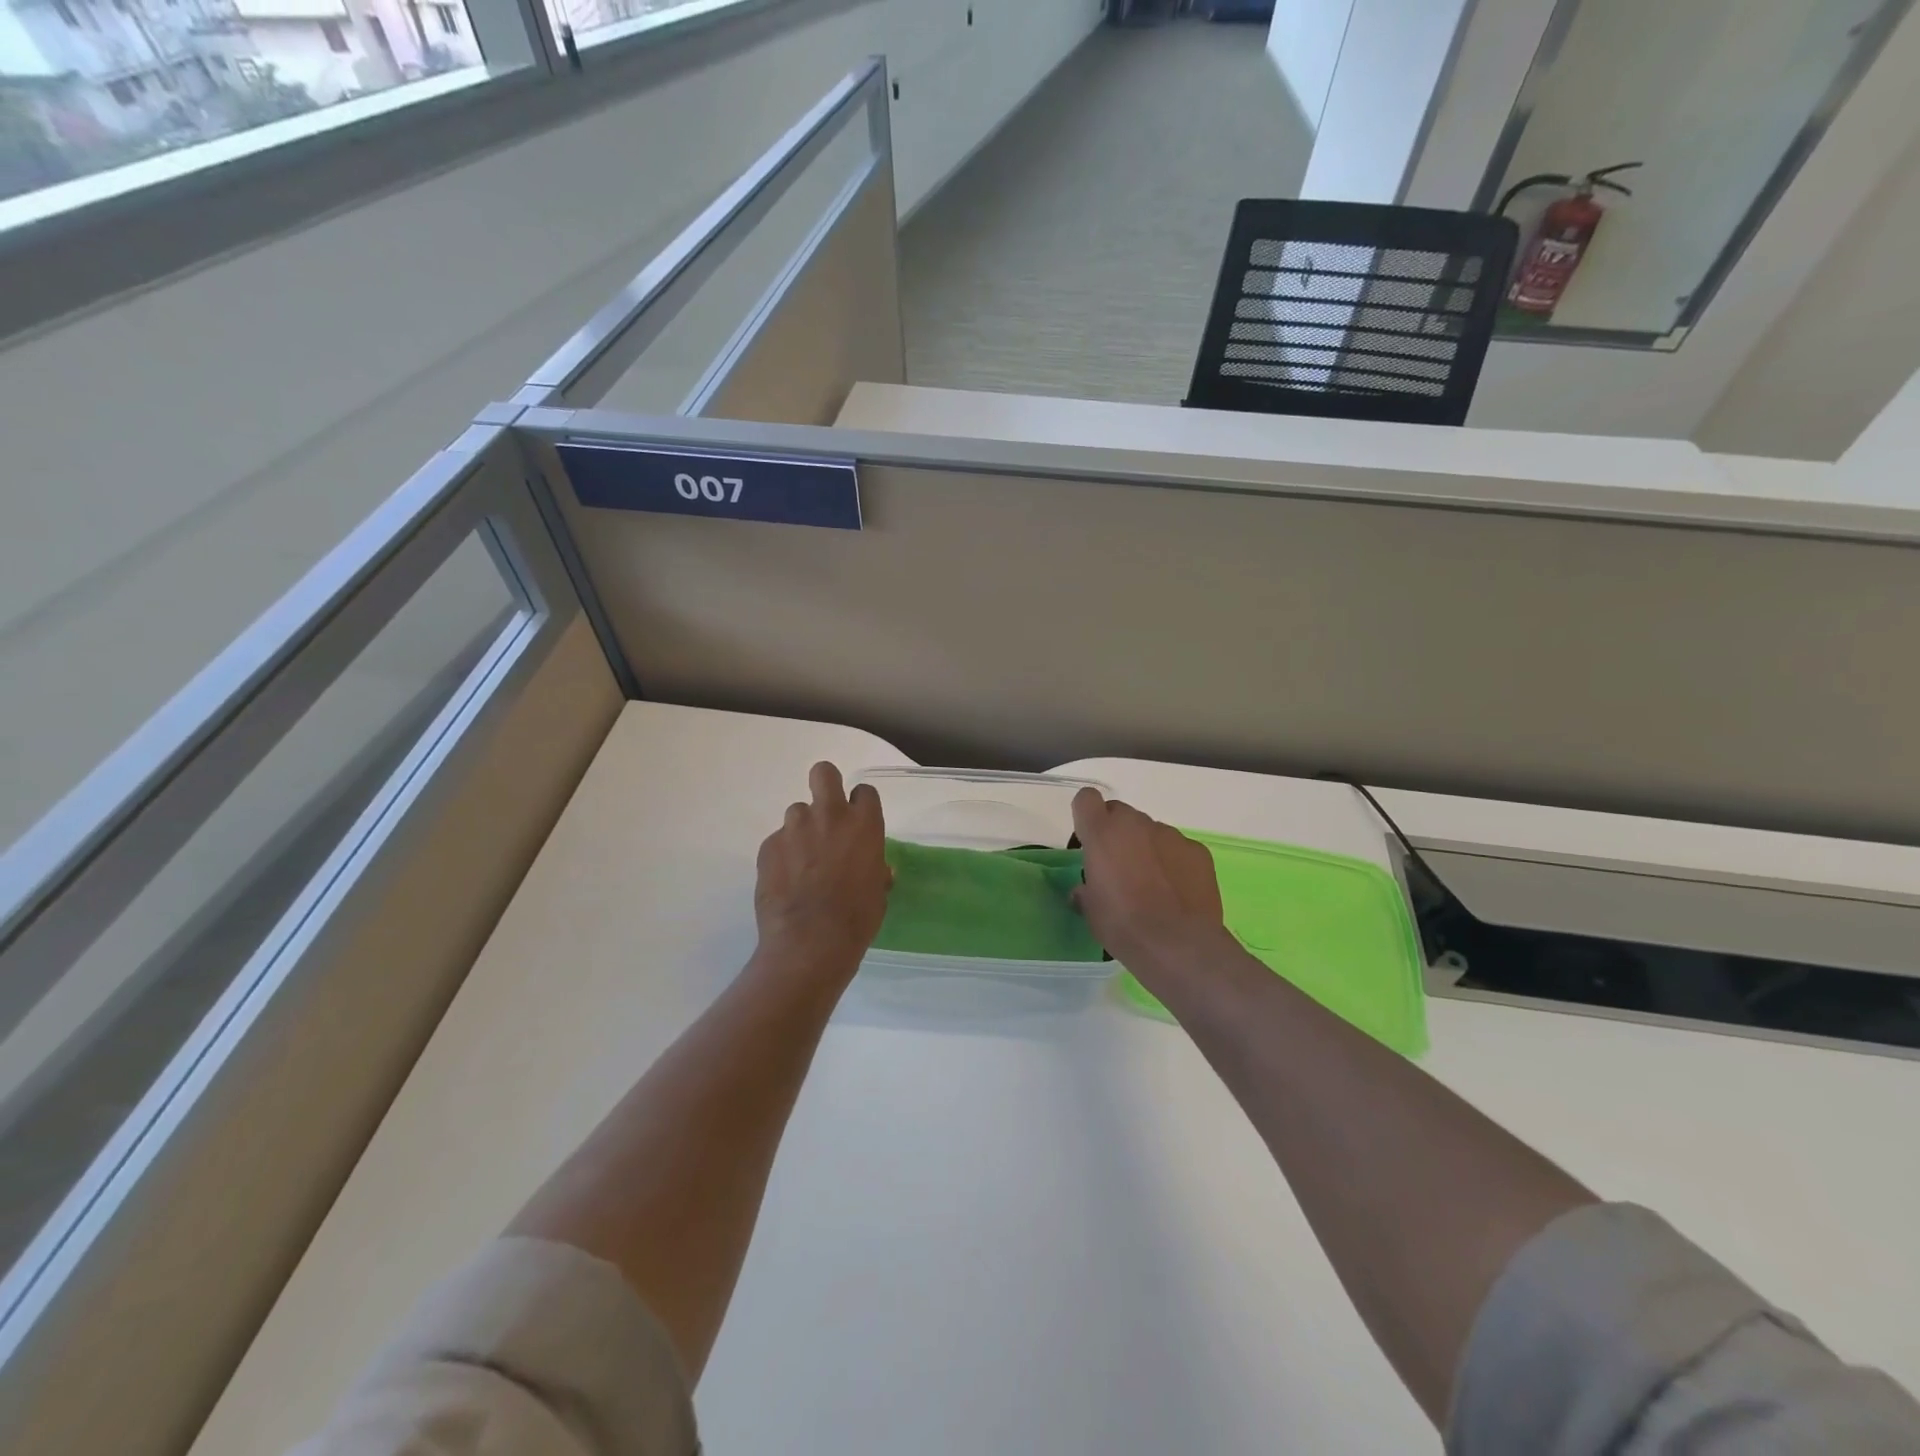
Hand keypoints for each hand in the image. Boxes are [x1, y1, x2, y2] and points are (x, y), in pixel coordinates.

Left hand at [753, 762, 891, 983]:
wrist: (810, 943)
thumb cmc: (856, 918)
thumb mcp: (878, 892)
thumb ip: (875, 869)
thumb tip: (877, 868)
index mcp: (863, 824)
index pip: (864, 791)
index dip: (859, 805)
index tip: (856, 822)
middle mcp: (829, 816)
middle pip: (823, 773)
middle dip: (824, 784)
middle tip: (825, 813)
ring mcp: (794, 828)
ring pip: (797, 811)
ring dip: (802, 829)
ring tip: (802, 861)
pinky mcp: (768, 846)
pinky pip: (777, 840)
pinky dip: (782, 854)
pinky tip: (785, 880)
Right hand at [1072, 788, 1225, 978]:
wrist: (1178, 945)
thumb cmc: (1123, 925)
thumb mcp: (1090, 911)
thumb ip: (1085, 891)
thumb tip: (1084, 890)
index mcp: (1102, 833)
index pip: (1087, 799)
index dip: (1086, 816)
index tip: (1088, 841)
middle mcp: (1136, 824)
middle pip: (1120, 813)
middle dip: (1116, 833)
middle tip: (1118, 868)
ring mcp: (1170, 834)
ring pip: (1150, 831)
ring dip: (1146, 848)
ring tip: (1152, 885)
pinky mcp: (1197, 850)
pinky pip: (1177, 848)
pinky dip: (1173, 862)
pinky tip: (1176, 892)